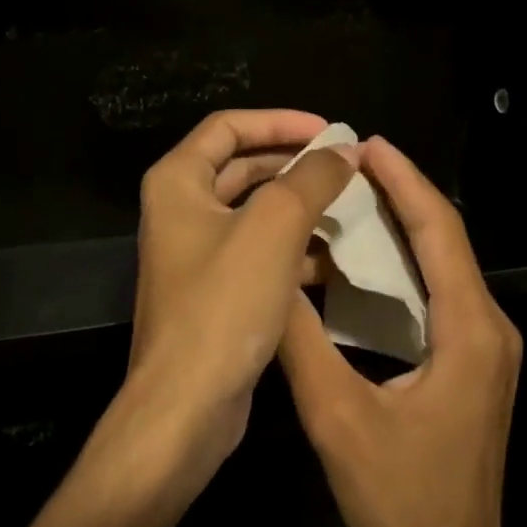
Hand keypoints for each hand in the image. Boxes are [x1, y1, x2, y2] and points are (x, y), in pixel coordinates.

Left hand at [107, 109, 357, 494]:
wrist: (186, 405)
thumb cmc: (223, 304)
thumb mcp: (274, 228)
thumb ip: (311, 179)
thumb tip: (344, 150)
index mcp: (178, 182)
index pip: (228, 127)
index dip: (280, 121)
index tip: (330, 132)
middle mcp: (179, 211)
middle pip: (241, 167)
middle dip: (294, 164)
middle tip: (345, 169)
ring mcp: (195, 254)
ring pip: (254, 214)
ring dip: (298, 208)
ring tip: (349, 210)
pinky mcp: (214, 292)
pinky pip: (257, 253)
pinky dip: (291, 249)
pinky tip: (333, 261)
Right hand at [279, 136, 522, 526]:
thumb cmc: (398, 497)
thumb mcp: (336, 416)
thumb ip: (301, 343)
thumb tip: (270, 283)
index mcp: (469, 330)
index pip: (439, 232)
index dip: (404, 181)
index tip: (367, 144)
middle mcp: (489, 329)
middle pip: (446, 242)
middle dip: (403, 196)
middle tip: (350, 165)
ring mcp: (486, 351)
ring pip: (444, 269)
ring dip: (403, 230)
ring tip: (351, 201)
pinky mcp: (473, 369)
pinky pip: (440, 299)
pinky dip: (404, 270)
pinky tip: (365, 267)